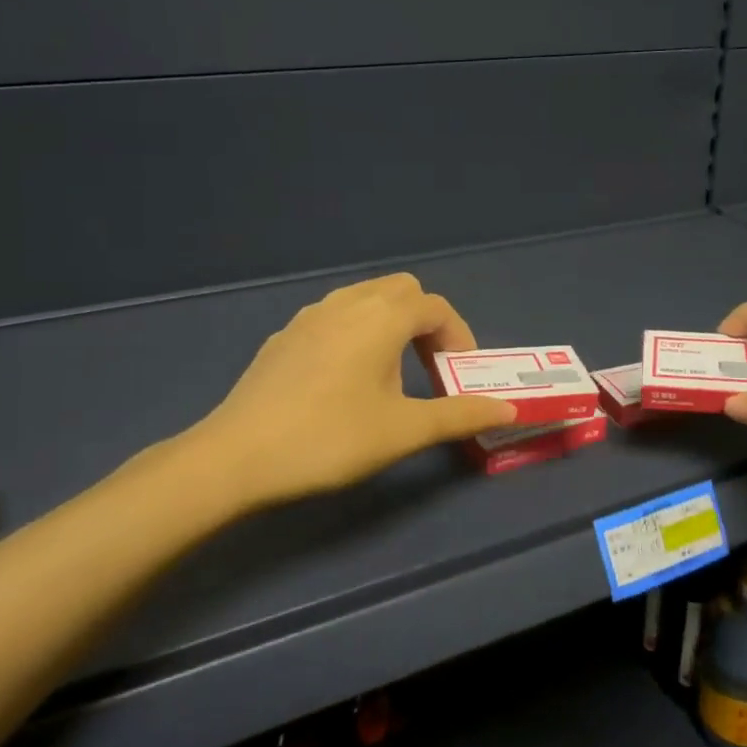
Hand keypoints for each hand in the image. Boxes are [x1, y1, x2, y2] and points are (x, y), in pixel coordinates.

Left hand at [182, 273, 517, 511]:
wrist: (237, 456)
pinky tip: (345, 380)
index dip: (459, 336)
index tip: (461, 376)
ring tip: (392, 374)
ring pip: (365, 299)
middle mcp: (347, 302)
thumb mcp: (404, 430)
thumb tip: (508, 408)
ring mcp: (309, 316)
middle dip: (426, 323)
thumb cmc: (330, 438)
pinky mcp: (284, 336)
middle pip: (402, 291)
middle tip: (431, 368)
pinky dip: (358, 332)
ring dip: (391, 325)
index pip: (436, 307)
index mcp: (381, 317)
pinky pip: (335, 317)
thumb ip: (460, 415)